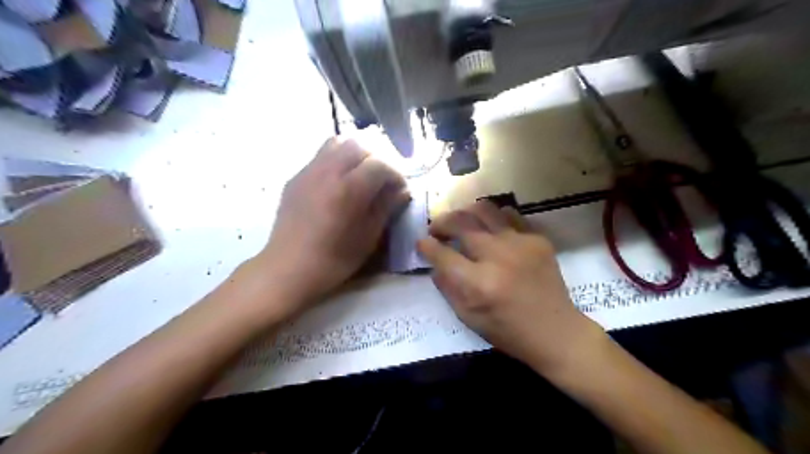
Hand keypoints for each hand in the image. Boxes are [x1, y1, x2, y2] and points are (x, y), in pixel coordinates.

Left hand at [260, 139, 408, 309]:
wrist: (287, 268)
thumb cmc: (333, 260)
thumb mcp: (368, 238)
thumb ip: (386, 208)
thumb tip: (402, 190)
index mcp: (348, 190)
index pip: (379, 164)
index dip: (395, 174)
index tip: (400, 189)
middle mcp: (327, 172)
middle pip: (358, 145)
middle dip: (376, 158)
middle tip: (381, 179)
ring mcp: (308, 171)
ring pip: (337, 142)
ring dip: (355, 153)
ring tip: (360, 174)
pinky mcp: (295, 177)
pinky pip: (320, 155)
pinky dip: (336, 159)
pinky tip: (338, 183)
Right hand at [421, 201, 604, 375]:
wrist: (556, 332)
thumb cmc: (508, 331)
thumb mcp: (468, 317)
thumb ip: (447, 287)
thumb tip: (435, 262)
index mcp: (479, 283)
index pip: (442, 254)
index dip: (426, 245)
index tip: (422, 242)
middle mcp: (498, 256)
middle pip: (460, 223)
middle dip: (441, 222)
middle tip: (437, 229)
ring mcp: (520, 243)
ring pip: (484, 209)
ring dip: (465, 213)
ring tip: (461, 222)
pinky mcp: (537, 239)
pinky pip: (509, 215)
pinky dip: (494, 218)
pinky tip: (490, 229)